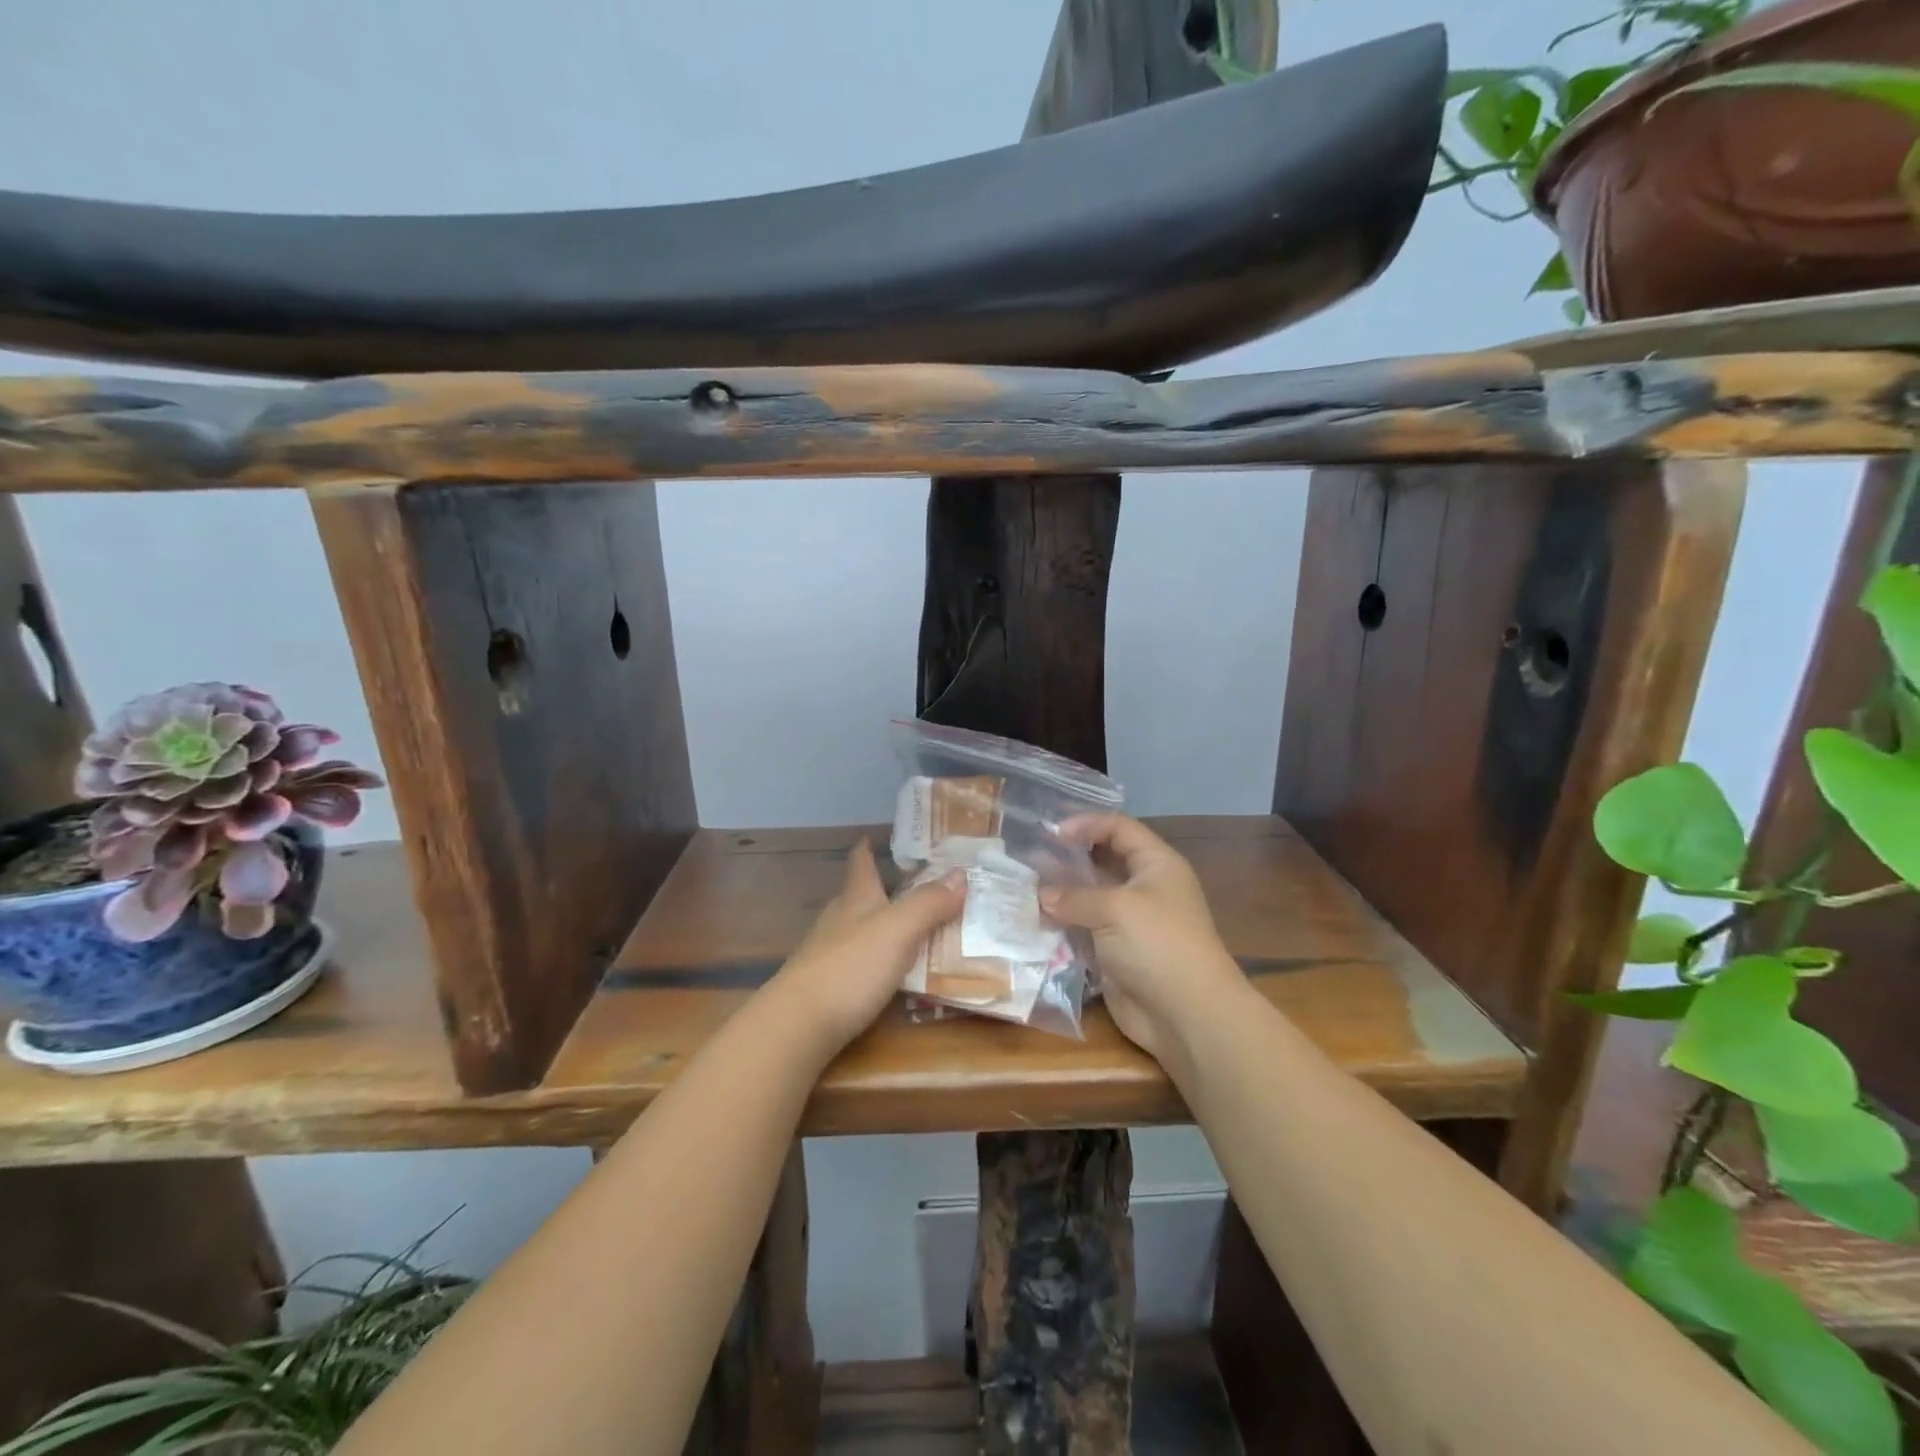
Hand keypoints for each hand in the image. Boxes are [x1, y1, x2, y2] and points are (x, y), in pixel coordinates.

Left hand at [769, 839, 964, 1053]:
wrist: (799, 1023)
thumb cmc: (852, 966)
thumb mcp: (899, 930)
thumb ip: (929, 903)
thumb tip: (960, 873)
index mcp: (856, 898)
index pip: (861, 864)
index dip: (867, 849)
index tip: (873, 837)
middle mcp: (838, 920)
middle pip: (858, 896)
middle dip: (880, 890)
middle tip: (912, 887)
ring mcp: (827, 954)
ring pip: (856, 931)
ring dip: (880, 928)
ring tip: (909, 932)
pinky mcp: (825, 987)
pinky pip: (856, 965)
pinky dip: (875, 962)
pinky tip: (889, 976)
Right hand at [1039, 815, 1248, 1061]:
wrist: (1186, 1015)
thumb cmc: (1158, 944)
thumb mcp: (1116, 909)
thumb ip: (1074, 897)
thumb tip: (1041, 896)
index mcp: (1156, 865)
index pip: (1119, 828)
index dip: (1086, 824)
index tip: (1050, 832)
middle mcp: (1144, 888)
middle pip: (1103, 861)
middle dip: (1068, 858)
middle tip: (1030, 857)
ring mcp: (1130, 922)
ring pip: (1090, 898)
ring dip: (1061, 894)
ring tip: (1025, 888)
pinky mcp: (1116, 953)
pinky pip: (1084, 931)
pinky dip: (1062, 926)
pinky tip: (1034, 922)